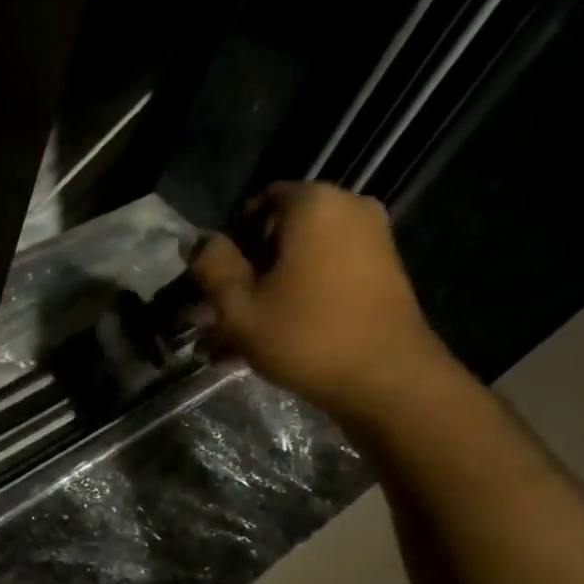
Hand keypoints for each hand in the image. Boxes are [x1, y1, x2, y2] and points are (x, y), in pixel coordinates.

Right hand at [190, 181, 453, 425]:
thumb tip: (196, 240)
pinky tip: (265, 345)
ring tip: (230, 346)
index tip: (212, 284)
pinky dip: (293, 304)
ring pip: (296, 265)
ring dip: (262, 299)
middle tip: (212, 322)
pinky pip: (321, 280)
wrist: (387, 379)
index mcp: (313, 204)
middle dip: (242, 279)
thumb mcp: (238, 305)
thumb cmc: (304, 335)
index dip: (227, 244)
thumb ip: (211, 266)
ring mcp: (369, 243)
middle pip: (276, 238)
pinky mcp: (379, 276)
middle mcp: (347, 210)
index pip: (256, 205)